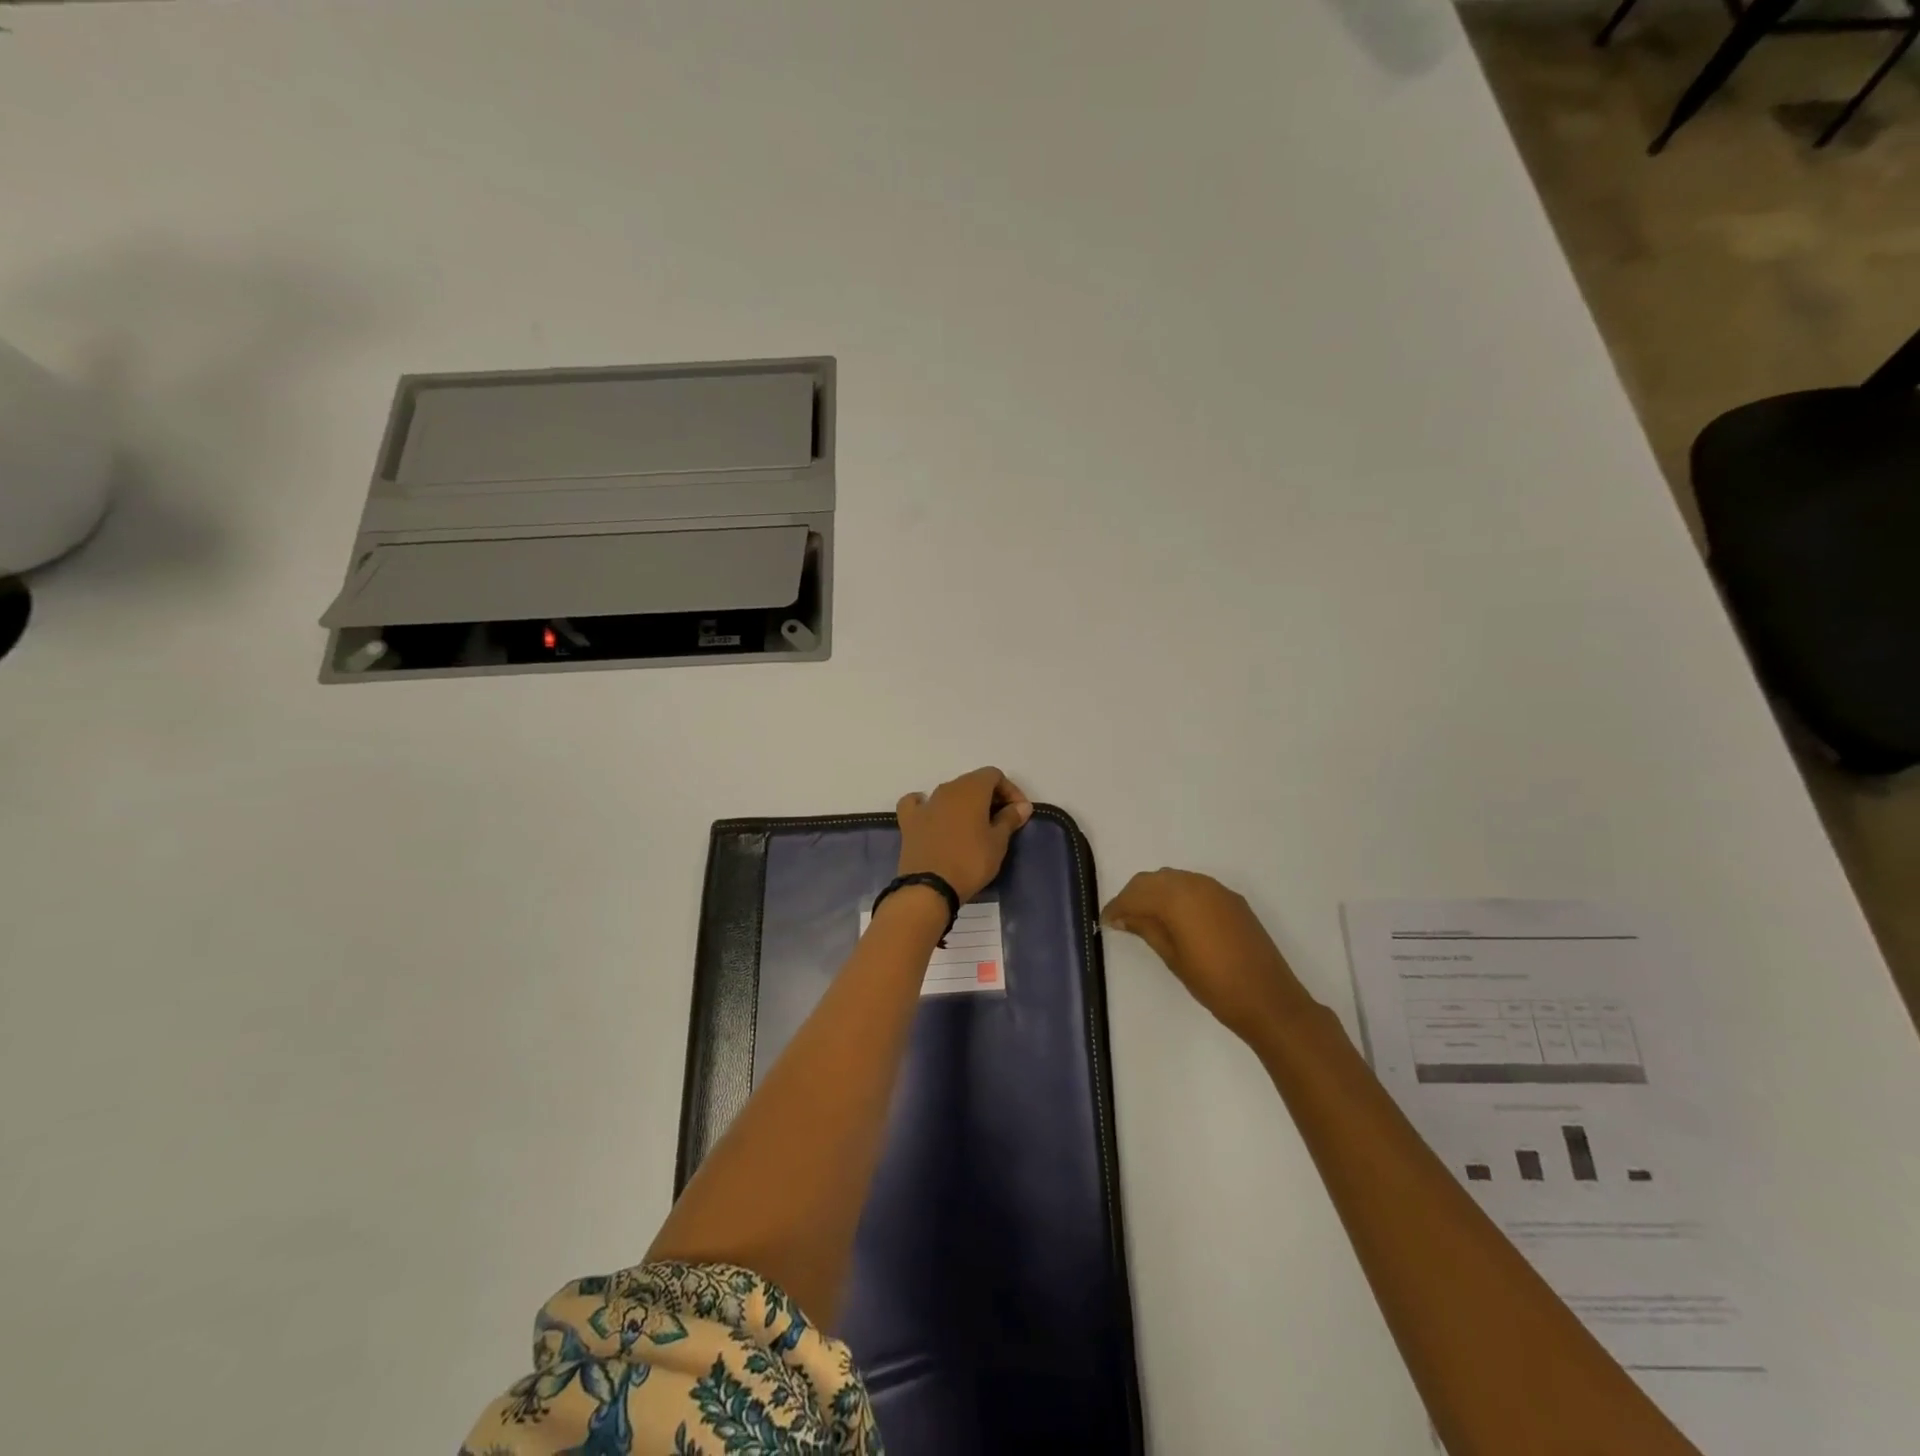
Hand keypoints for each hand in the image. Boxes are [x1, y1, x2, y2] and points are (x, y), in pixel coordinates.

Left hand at [895, 767, 1032, 902]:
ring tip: (975, 826)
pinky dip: (929, 806)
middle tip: (1001, 821)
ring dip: (964, 804)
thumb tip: (1022, 805)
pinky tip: (934, 817)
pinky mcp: (909, 821)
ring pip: (949, 793)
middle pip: (972, 782)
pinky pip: (918, 804)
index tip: (1018, 812)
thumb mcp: (998, 843)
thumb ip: (1010, 819)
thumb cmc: (970, 862)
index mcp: (971, 789)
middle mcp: (947, 789)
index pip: (994, 775)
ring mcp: (926, 804)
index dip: (1010, 790)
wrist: (929, 887)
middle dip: (989, 797)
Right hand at [1102, 868, 1315, 1038]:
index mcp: (1176, 898)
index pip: (1135, 894)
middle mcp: (1195, 884)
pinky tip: (1175, 918)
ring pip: (1174, 880)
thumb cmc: (1214, 984)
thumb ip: (1146, 929)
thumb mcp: (1172, 957)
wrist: (1269, 999)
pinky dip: (1178, 896)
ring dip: (1156, 894)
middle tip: (1122, 920)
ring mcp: (1217, 889)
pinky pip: (1194, 887)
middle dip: (1134, 896)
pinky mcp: (1232, 899)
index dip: (1116, 907)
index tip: (1105, 922)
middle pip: (1153, 880)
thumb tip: (1123, 916)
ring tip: (1145, 919)